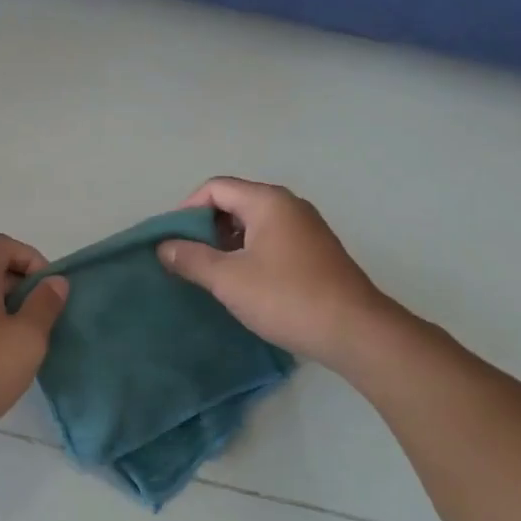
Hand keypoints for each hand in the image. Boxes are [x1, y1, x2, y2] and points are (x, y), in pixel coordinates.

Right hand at [158, 177, 411, 370]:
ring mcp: (307, 227)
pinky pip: (272, 238)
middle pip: (235, 201)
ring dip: (227, 242)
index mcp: (267, 201)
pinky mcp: (317, 251)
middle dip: (206, 226)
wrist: (356, 332)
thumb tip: (164, 247)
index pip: (215, 188)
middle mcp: (289, 205)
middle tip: (188, 258)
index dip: (187, 210)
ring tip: (211, 273)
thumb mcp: (229, 279)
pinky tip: (244, 282)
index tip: (172, 241)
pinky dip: (250, 252)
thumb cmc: (287, 298)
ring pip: (254, 222)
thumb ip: (192, 259)